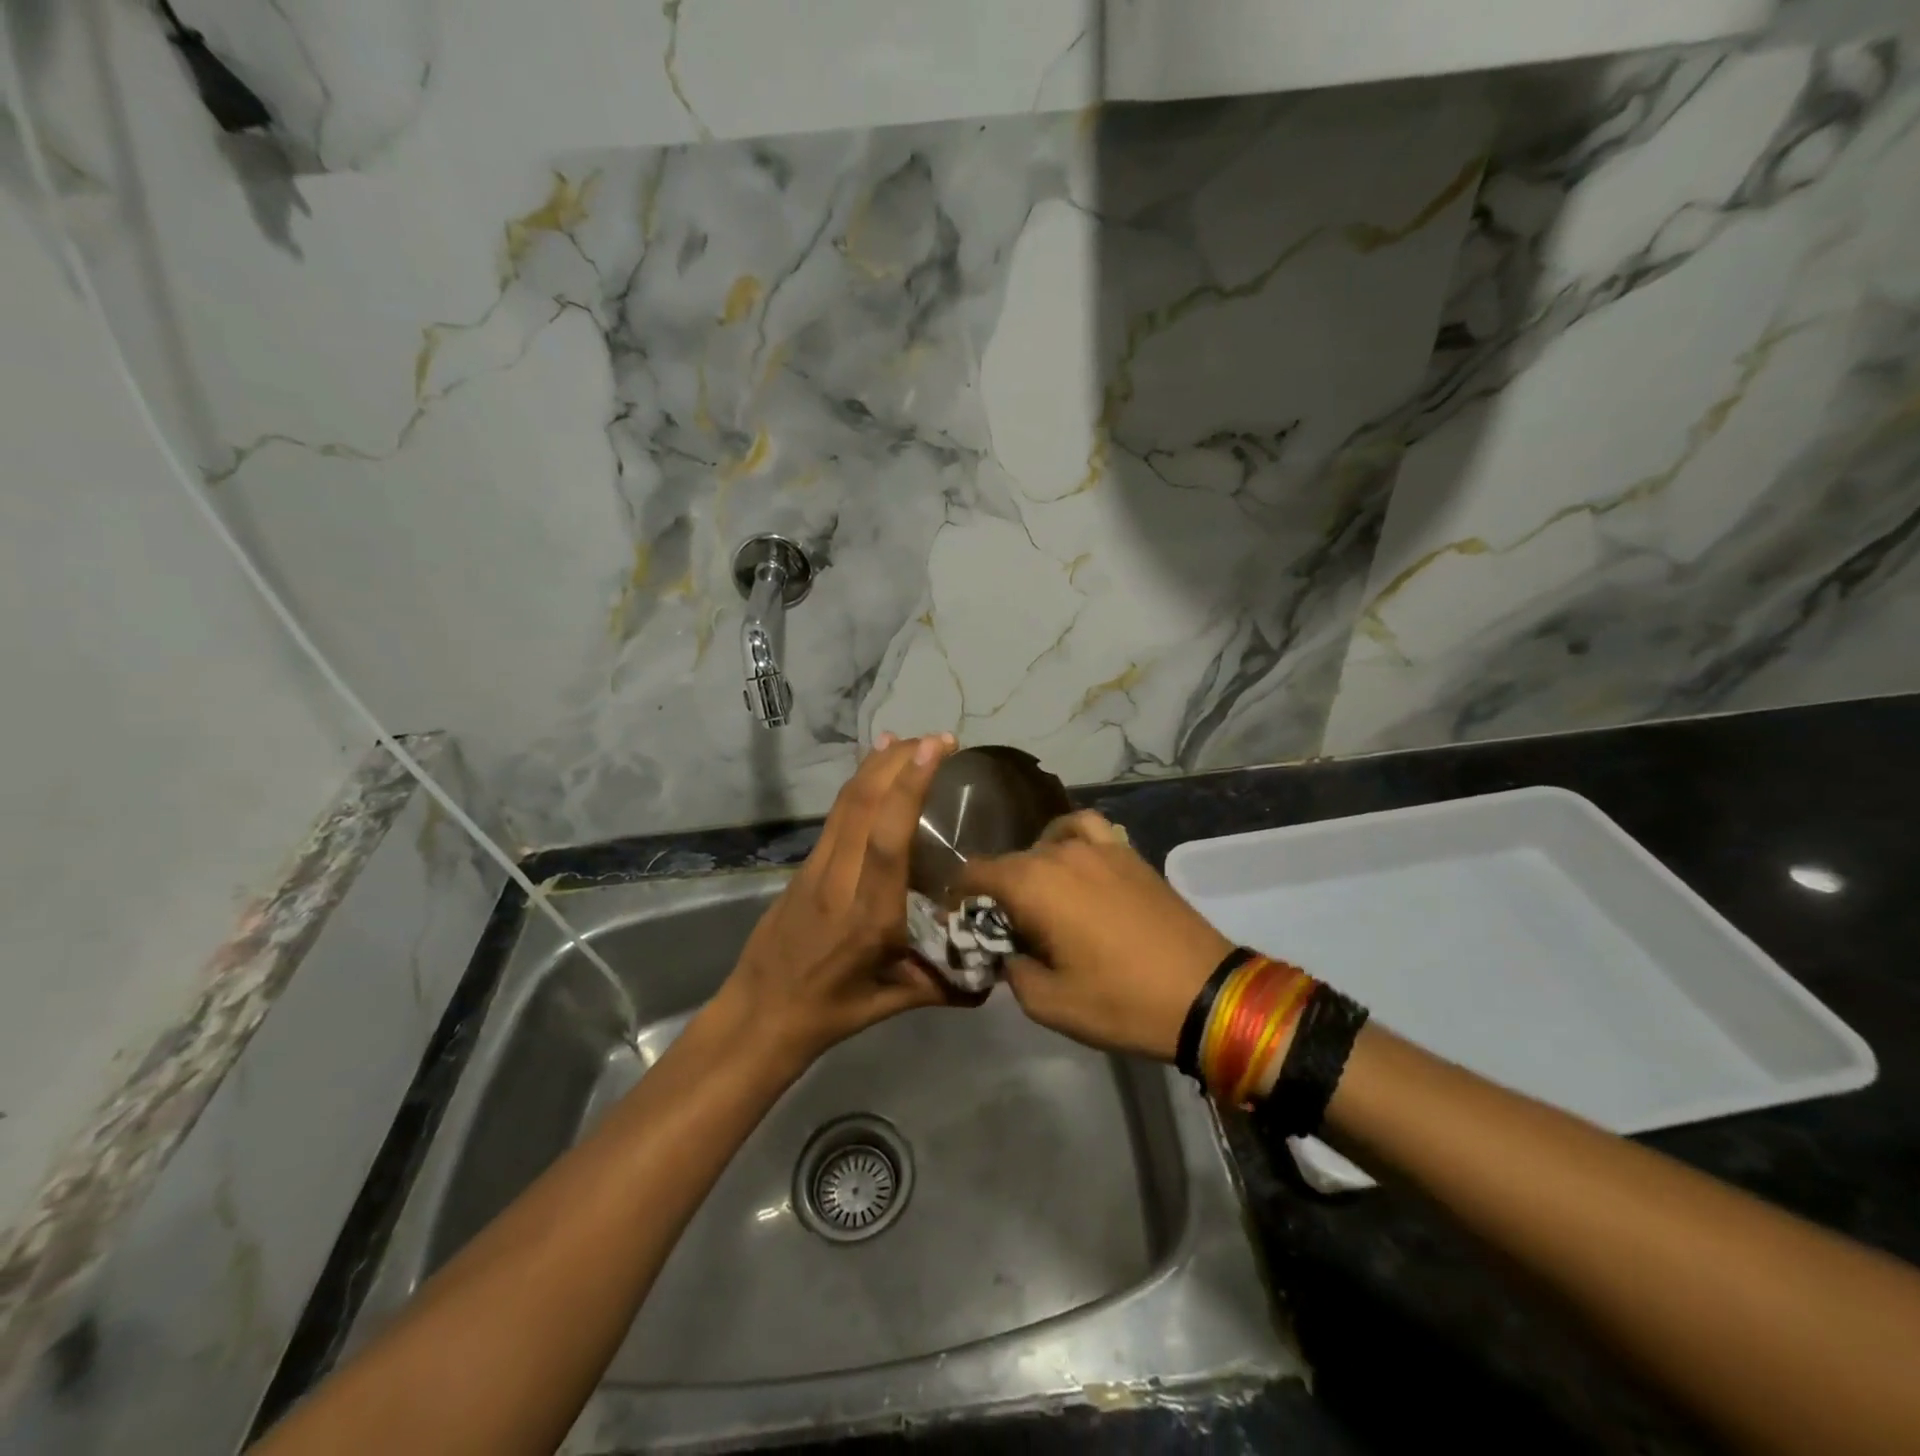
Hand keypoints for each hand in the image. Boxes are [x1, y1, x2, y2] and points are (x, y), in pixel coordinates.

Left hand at [713, 733, 960, 1072]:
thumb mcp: (897, 1002)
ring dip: (877, 764)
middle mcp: (839, 880)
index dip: (908, 789)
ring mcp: (815, 867)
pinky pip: (835, 814)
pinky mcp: (804, 863)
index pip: (886, 840)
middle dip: (899, 761)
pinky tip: (874, 768)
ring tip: (910, 741)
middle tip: (938, 739)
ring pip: (845, 802)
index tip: (935, 750)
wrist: (760, 1013)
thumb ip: (950, 984)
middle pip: (862, 804)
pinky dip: (859, 782)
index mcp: (868, 916)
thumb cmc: (833, 1011)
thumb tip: (1000, 971)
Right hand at [962, 812, 1231, 1060]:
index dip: (959, 896)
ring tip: (1040, 899)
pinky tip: (1074, 865)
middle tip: (1004, 929)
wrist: (1204, 994)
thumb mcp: (1048, 1003)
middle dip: (998, 891)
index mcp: (1033, 883)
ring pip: (1046, 843)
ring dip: (1033, 867)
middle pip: (1011, 860)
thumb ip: (1012, 970)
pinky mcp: (1129, 852)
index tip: (959, 922)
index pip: (976, 872)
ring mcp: (1099, 846)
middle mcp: (1060, 852)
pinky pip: (1086, 829)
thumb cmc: (1121, 1001)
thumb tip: (1007, 951)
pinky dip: (1069, 839)